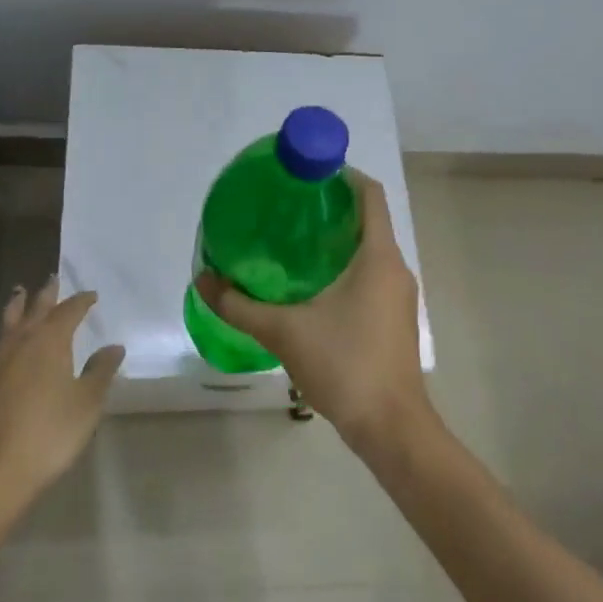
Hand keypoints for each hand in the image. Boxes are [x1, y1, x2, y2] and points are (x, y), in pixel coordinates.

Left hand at [0, 278, 123, 500]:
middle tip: (52, 277)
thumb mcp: (86, 403)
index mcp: (50, 341)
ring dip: (17, 305)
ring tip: (19, 293)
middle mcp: (20, 341)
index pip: (69, 311)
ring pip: (8, 321)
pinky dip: (4, 333)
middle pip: (35, 308)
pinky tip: (4, 343)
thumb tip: (114, 346)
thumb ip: (100, 371)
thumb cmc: (49, 433)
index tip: (91, 295)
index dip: (81, 301)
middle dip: (46, 293)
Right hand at [193, 172, 433, 454]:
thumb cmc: (345, 365)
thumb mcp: (284, 332)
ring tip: (293, 242)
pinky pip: (372, 274)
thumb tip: (203, 280)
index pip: (370, 194)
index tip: (306, 173)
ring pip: (370, 249)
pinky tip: (312, 285)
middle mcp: (395, 268)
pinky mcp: (395, 318)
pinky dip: (346, 266)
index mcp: (378, 256)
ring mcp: (399, 295)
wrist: (392, 428)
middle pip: (368, 219)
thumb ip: (239, 305)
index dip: (342, 174)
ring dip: (337, 239)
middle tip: (287, 207)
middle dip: (330, 207)